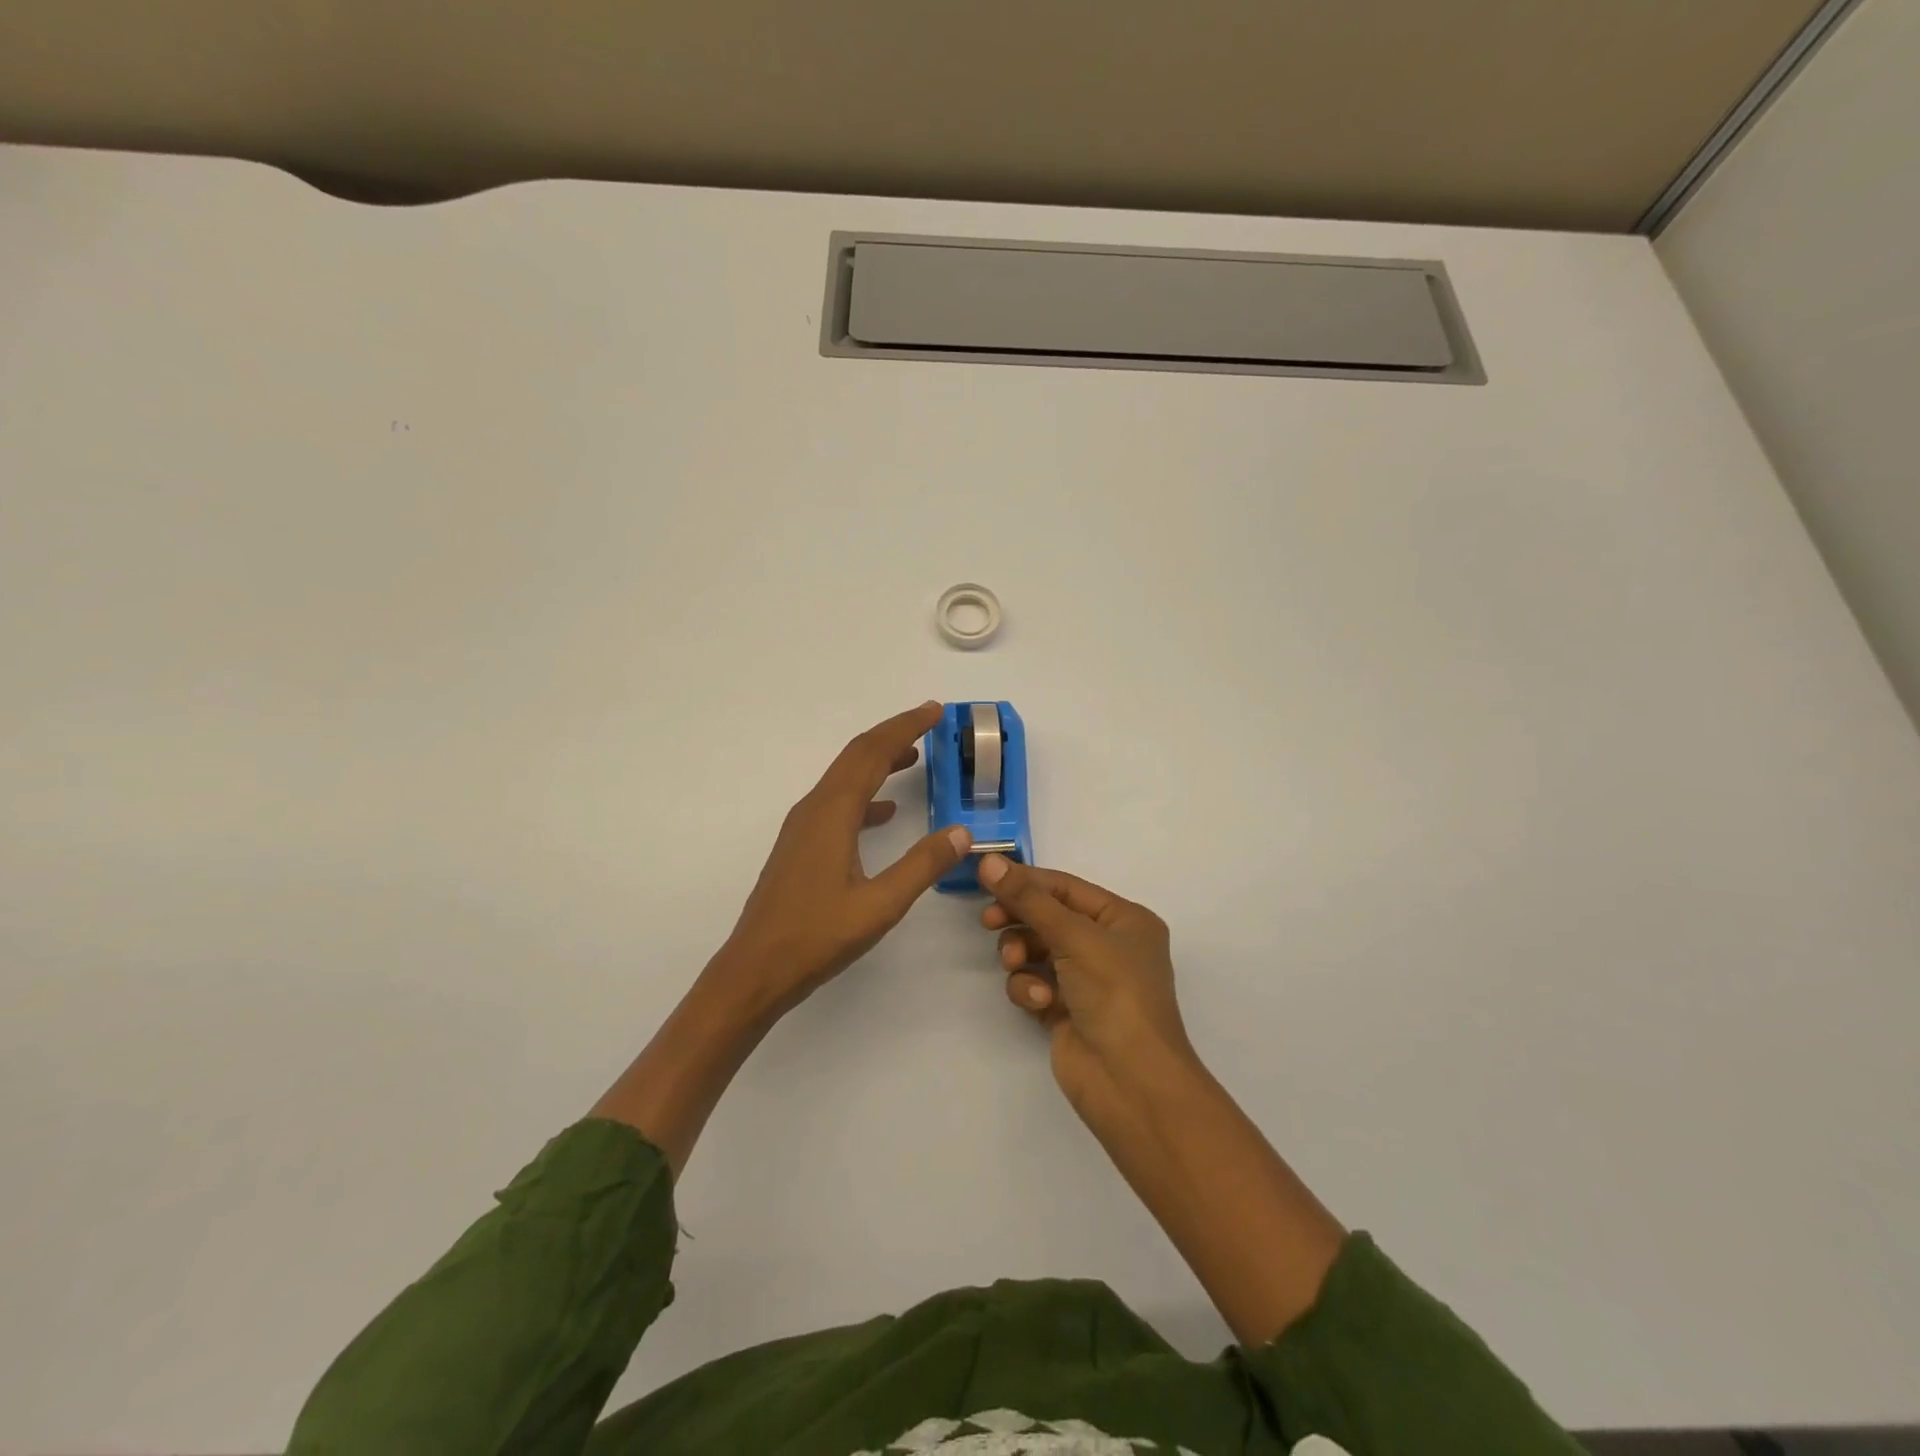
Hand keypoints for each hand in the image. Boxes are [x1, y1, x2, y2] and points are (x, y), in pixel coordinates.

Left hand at [713, 702, 970, 1019]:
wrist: (755, 970)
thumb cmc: (816, 937)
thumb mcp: (880, 905)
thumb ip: (922, 865)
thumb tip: (962, 832)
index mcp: (832, 813)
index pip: (872, 753)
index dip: (905, 727)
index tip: (935, 710)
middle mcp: (814, 809)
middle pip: (856, 756)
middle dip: (893, 735)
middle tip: (930, 722)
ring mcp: (803, 828)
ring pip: (845, 779)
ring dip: (879, 761)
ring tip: (914, 757)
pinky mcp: (801, 847)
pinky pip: (838, 804)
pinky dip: (866, 795)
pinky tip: (885, 812)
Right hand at [978, 855, 1197, 1118]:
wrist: (1131, 1084)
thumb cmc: (1116, 995)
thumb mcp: (1075, 937)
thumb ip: (1028, 899)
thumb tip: (988, 860)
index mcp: (1124, 920)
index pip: (1066, 887)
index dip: (1027, 880)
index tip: (985, 876)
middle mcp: (1107, 946)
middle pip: (1048, 917)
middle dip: (1020, 919)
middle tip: (989, 921)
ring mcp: (1086, 981)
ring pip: (1035, 951)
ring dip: (1021, 955)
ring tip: (1015, 964)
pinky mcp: (1065, 1011)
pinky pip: (1034, 984)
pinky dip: (1030, 989)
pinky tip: (1039, 1002)